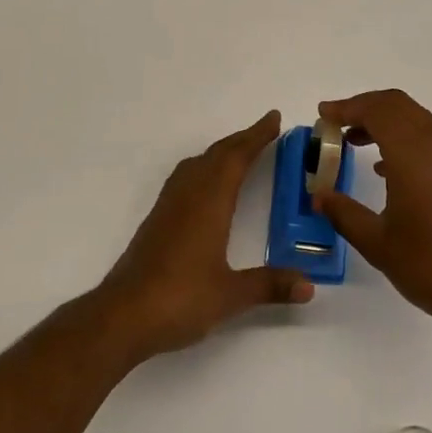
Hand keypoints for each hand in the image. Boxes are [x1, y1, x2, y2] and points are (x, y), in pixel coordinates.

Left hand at [99, 110, 313, 359]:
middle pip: (218, 154)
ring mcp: (169, 204)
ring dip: (222, 151)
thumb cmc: (180, 298)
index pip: (237, 157)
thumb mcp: (231, 295)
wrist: (123, 314)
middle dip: (243, 139)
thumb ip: (269, 285)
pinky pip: (186, 176)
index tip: (274, 118)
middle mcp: (189, 193)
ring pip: (199, 162)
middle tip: (266, 129)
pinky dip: (205, 166)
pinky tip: (207, 184)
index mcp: (210, 201)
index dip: (257, 136)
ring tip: (240, 151)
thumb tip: (308, 286)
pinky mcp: (157, 219)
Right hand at [314, 90, 431, 348]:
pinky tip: (395, 169)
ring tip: (360, 144)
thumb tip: (319, 195)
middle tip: (339, 126)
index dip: (347, 107)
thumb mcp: (377, 243)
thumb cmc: (430, 266)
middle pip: (398, 105)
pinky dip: (409, 137)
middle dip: (365, 108)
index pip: (376, 110)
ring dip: (387, 122)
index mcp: (412, 153)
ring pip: (418, 118)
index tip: (324, 115)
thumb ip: (344, 213)